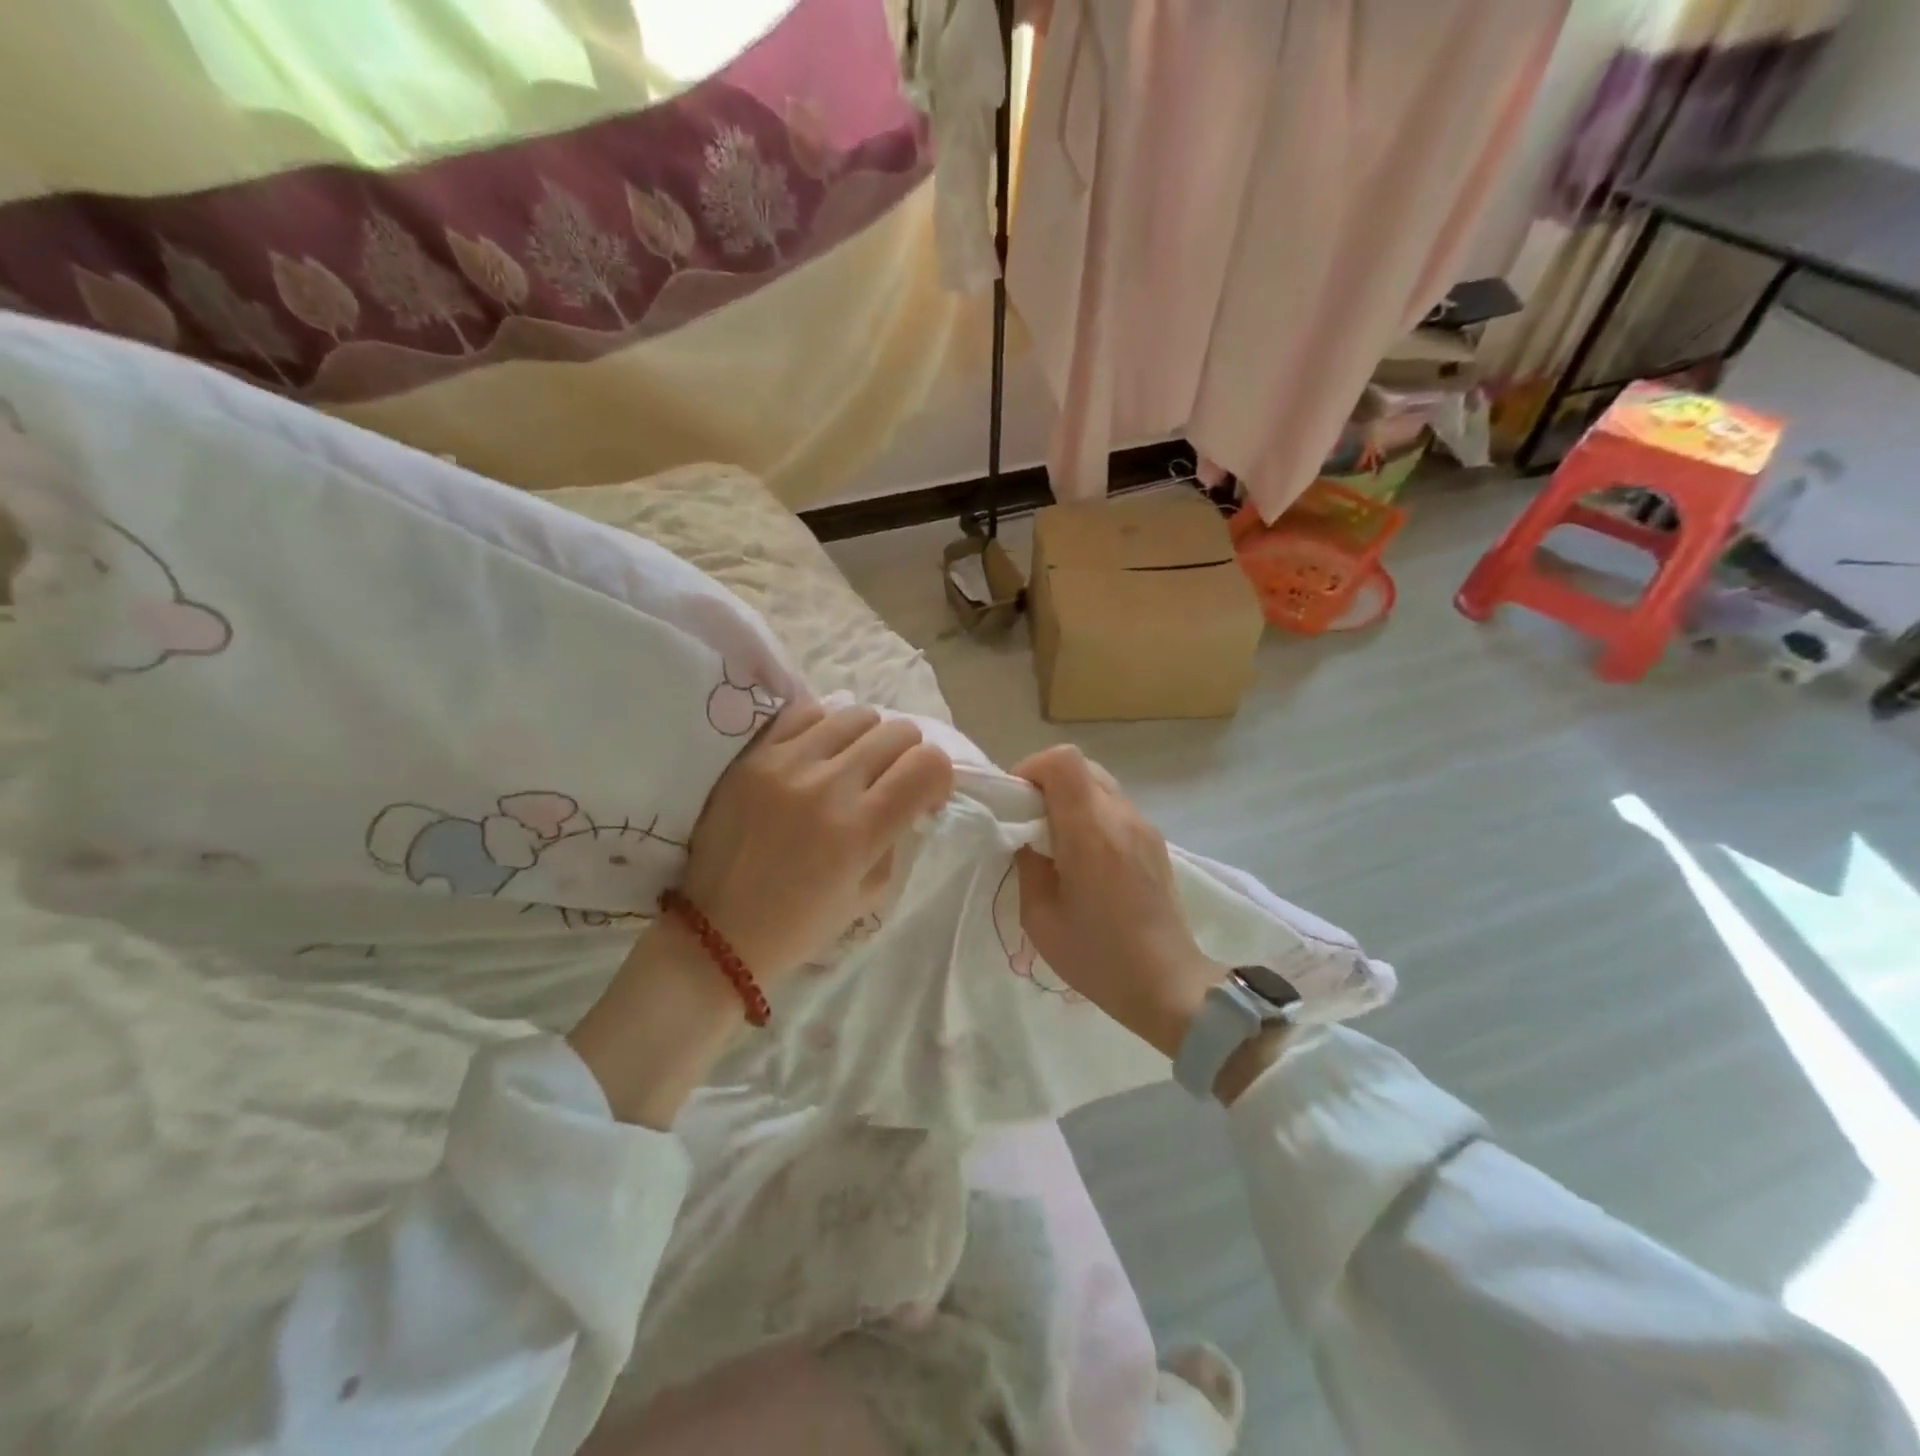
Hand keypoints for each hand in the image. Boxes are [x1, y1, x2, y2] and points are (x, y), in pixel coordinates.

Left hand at [570, 701, 952, 1126]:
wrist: (718, 932)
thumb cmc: (801, 925)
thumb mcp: (871, 894)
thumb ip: (897, 837)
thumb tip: (910, 798)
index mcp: (861, 830)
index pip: (928, 765)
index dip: (940, 776)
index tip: (926, 798)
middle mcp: (828, 786)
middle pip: (898, 732)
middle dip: (909, 755)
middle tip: (892, 781)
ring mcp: (787, 764)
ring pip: (856, 713)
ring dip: (870, 738)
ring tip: (854, 764)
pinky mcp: (754, 756)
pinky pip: (806, 712)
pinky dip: (826, 727)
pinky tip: (819, 752)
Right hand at [1013, 746, 1222, 1060]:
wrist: (1167, 984)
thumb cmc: (1097, 957)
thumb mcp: (1040, 917)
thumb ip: (1027, 864)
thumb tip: (1026, 836)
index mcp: (1090, 832)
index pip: (1063, 761)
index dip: (1031, 769)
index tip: (1015, 802)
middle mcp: (1120, 817)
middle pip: (1080, 764)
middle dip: (1046, 782)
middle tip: (1029, 821)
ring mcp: (1143, 826)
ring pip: (1099, 782)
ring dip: (1070, 798)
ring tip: (1056, 840)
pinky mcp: (1154, 840)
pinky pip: (1114, 806)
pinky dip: (1091, 813)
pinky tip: (1085, 857)